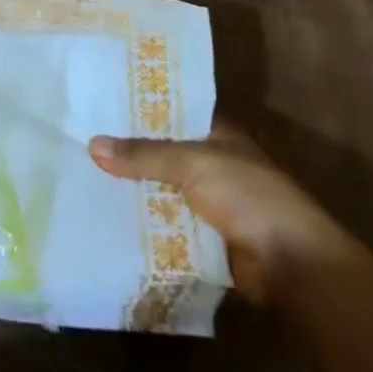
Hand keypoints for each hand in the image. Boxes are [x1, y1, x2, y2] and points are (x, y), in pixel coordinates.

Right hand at [90, 122, 353, 304]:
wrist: (292, 264)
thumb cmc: (248, 196)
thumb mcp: (192, 164)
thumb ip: (144, 155)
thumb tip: (93, 145)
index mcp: (216, 135)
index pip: (171, 114)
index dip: (139, 110)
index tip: (99, 107)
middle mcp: (212, 164)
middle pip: (161, 154)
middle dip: (128, 154)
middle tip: (80, 144)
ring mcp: (209, 203)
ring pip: (161, 191)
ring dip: (133, 191)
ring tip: (84, 180)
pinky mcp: (205, 239)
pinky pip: (166, 225)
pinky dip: (144, 224)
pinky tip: (108, 219)